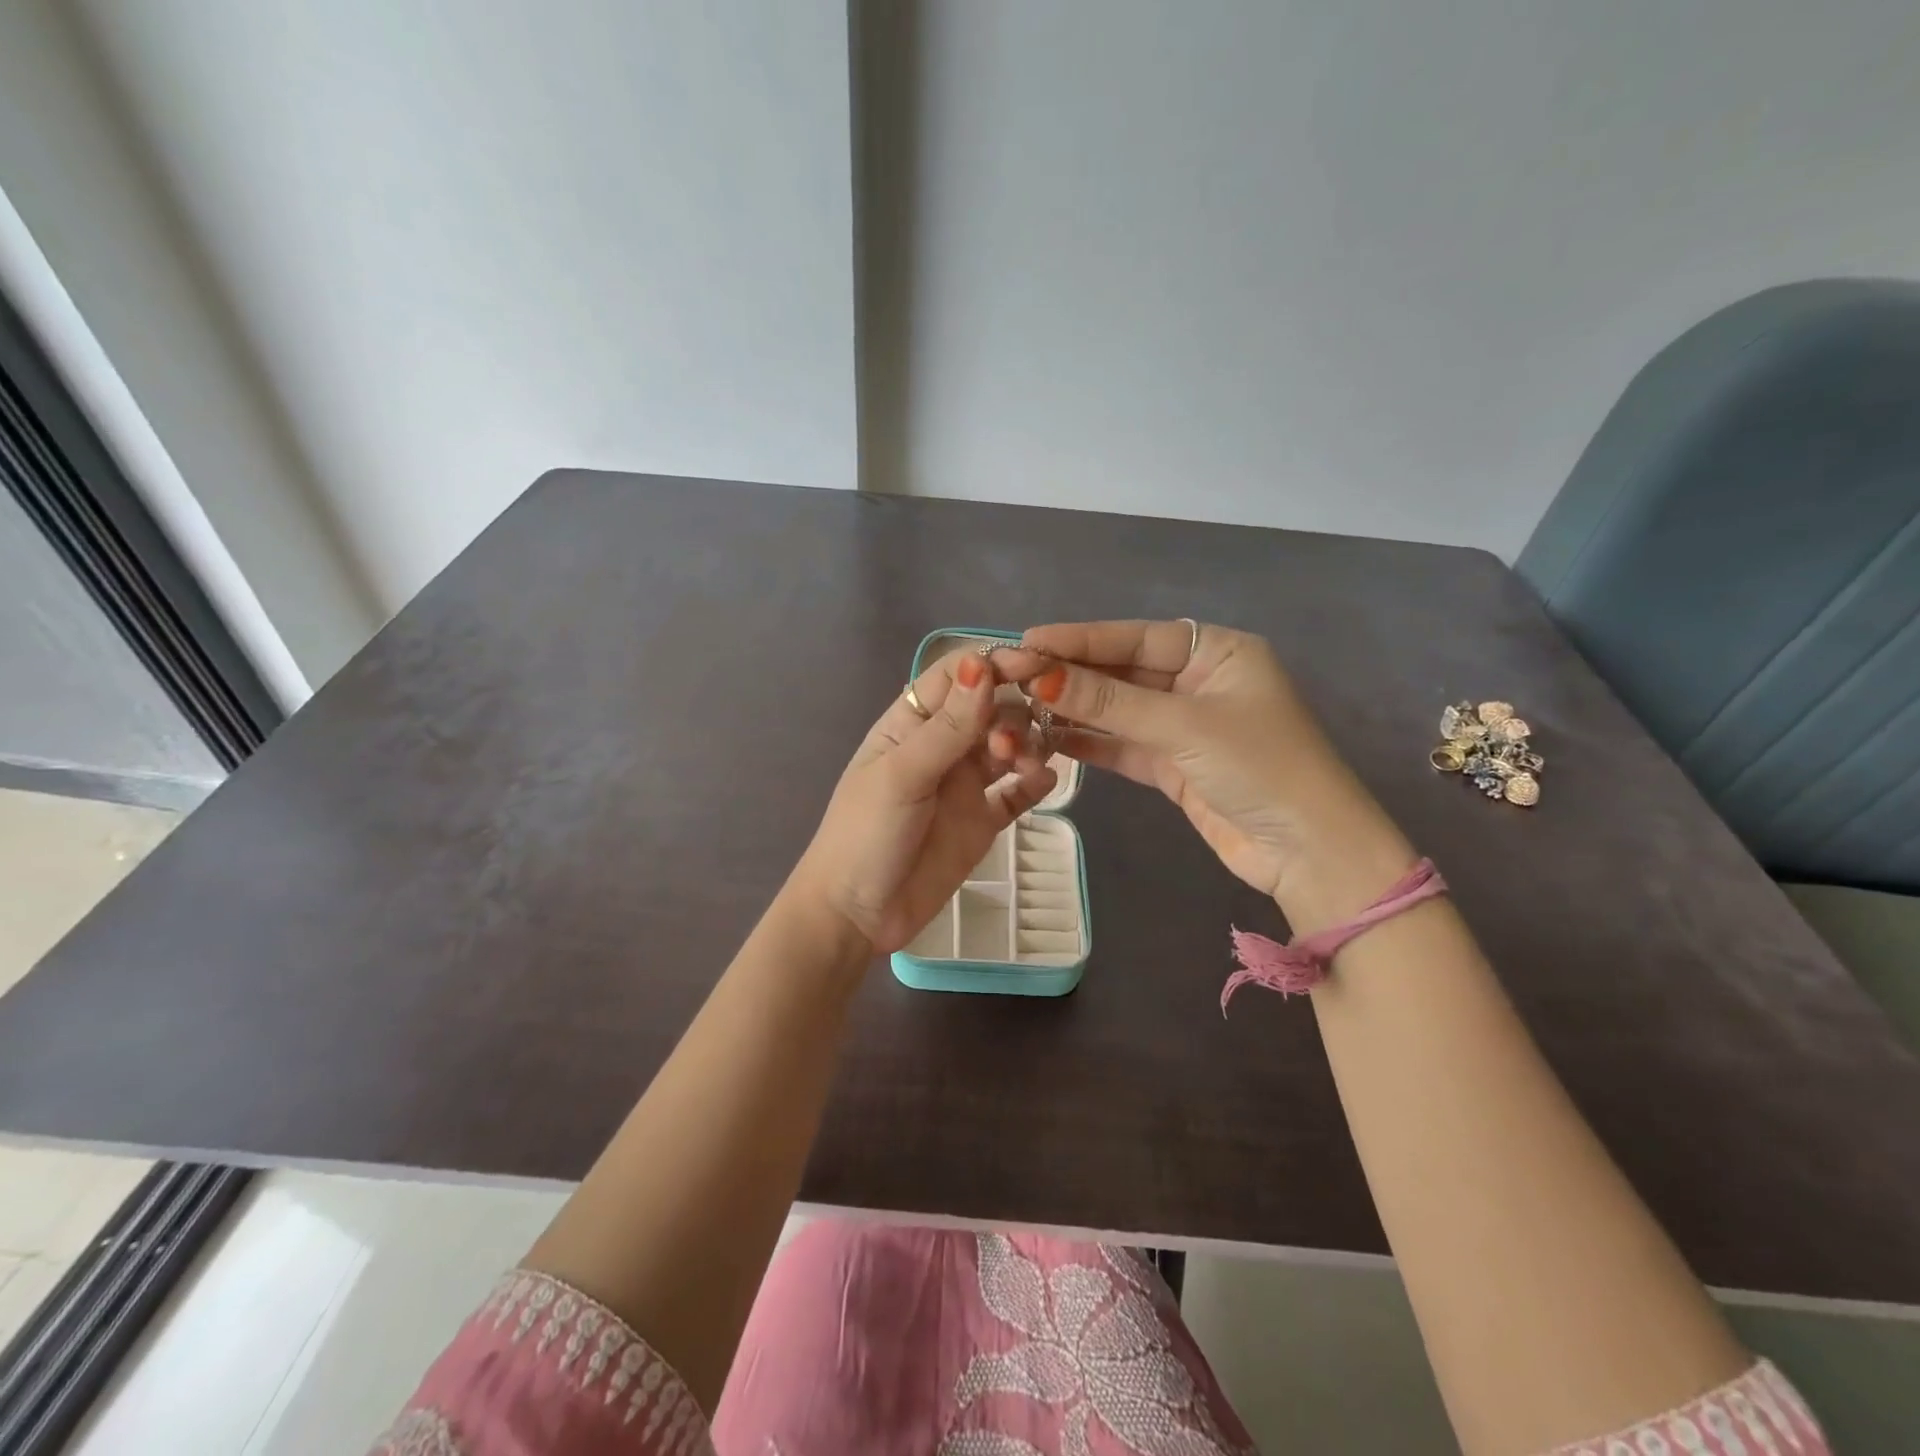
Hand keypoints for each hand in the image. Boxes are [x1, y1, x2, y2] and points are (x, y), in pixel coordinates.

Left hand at [790, 650, 1056, 954]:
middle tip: (1013, 743)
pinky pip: (1018, 793)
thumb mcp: (903, 774)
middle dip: (1014, 711)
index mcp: (913, 724)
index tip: (1034, 666)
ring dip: (1027, 745)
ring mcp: (965, 784)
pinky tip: (1045, 783)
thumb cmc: (866, 834)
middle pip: (992, 708)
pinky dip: (1035, 783)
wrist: (857, 914)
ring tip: (1023, 767)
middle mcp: (944, 746)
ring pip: (1011, 746)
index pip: (958, 676)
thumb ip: (948, 726)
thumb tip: (982, 664)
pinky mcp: (984, 820)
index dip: (994, 665)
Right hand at [997, 621, 1404, 907]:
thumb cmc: (1261, 767)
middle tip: (1013, 673)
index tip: (1029, 639)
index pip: (1136, 636)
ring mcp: (1184, 725)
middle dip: (1070, 674)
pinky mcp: (1173, 765)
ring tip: (1019, 704)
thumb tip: (1041, 678)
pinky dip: (1089, 743)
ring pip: (1118, 709)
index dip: (1081, 638)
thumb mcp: (1184, 726)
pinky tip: (1048, 737)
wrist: (1309, 853)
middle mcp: (1199, 681)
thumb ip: (1110, 702)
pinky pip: (1122, 745)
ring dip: (1074, 709)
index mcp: (1217, 652)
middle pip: (1123, 671)